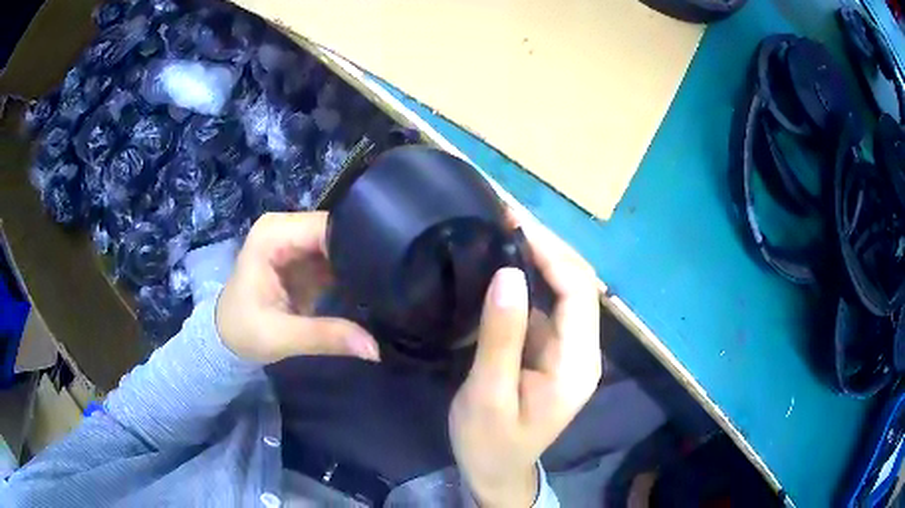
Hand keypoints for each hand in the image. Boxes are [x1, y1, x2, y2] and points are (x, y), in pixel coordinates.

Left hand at [216, 212, 378, 363]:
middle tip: (395, 280)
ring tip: (389, 284)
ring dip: (362, 263)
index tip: (387, 269)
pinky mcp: (305, 257)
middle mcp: (287, 228)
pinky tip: (374, 287)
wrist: (226, 337)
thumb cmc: (243, 331)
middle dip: (364, 253)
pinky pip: (338, 257)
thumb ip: (326, 337)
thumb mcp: (281, 336)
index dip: (358, 243)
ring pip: (342, 242)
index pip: (326, 226)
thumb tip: (375, 349)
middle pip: (338, 230)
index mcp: (273, 233)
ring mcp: (297, 241)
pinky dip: (354, 272)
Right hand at [450, 222, 601, 506]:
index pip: (579, 292)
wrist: (496, 472)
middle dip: (548, 246)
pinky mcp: (553, 352)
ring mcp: (570, 351)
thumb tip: (508, 273)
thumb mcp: (488, 394)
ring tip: (505, 230)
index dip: (552, 253)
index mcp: (577, 365)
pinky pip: (548, 306)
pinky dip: (530, 280)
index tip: (515, 224)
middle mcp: (583, 352)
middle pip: (578, 284)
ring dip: (540, 258)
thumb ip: (502, 337)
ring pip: (565, 291)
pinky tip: (506, 265)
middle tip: (507, 217)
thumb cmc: (490, 442)